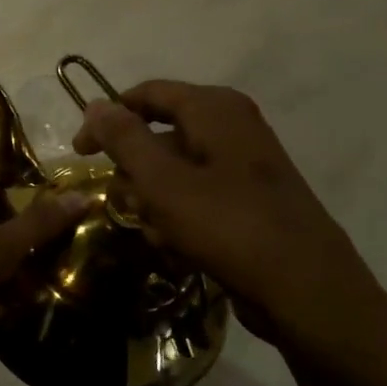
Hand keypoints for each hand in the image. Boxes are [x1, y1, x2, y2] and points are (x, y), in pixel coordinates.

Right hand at [72, 81, 386, 366]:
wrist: (307, 291)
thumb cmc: (229, 226)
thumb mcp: (163, 181)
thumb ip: (124, 139)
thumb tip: (94, 104)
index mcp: (215, 109)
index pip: (146, 94)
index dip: (107, 119)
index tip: (79, 153)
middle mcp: (232, 126)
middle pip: (159, 134)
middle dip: (133, 170)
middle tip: (121, 201)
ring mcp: (244, 164)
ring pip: (175, 169)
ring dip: (153, 199)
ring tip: (152, 229)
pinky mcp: (250, 199)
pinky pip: (197, 195)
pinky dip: (178, 215)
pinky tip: (175, 245)